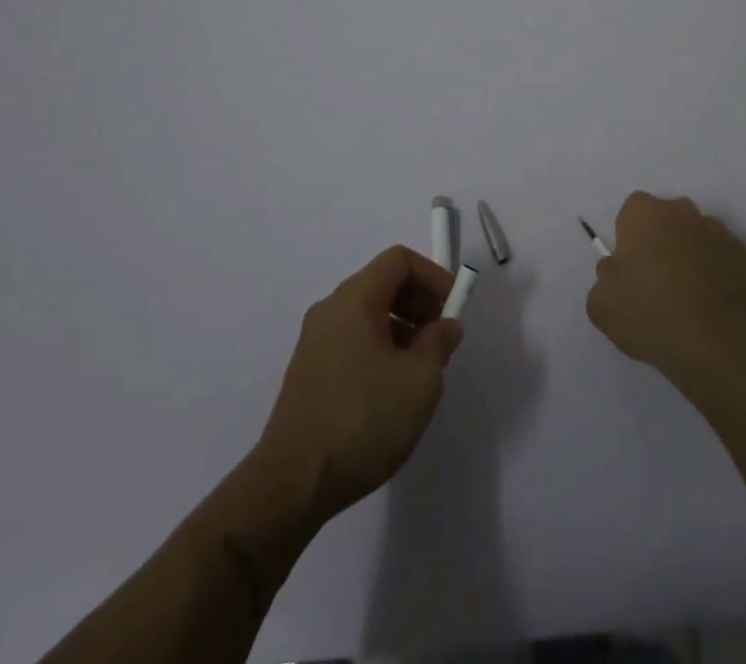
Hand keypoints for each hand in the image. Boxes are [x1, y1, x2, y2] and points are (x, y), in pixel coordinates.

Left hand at [255, 246, 464, 523]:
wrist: (292, 485)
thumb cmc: (363, 419)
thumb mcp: (420, 380)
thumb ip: (439, 342)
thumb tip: (446, 326)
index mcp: (355, 299)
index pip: (399, 260)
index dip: (432, 276)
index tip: (453, 309)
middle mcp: (330, 309)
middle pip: (382, 283)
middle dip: (419, 303)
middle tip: (441, 339)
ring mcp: (314, 342)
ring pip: (368, 314)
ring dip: (402, 329)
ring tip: (421, 371)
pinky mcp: (308, 373)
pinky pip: (352, 341)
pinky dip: (379, 348)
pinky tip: (391, 392)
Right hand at [586, 191, 745, 390]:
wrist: (713, 345)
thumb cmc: (649, 315)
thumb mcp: (601, 303)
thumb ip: (605, 276)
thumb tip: (617, 270)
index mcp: (646, 213)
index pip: (632, 210)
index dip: (629, 236)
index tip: (630, 266)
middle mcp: (683, 212)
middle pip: (667, 218)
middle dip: (661, 239)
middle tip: (656, 279)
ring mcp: (718, 232)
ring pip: (696, 236)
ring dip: (690, 254)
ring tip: (687, 295)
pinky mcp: (744, 256)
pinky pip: (722, 257)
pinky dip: (716, 272)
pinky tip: (710, 303)